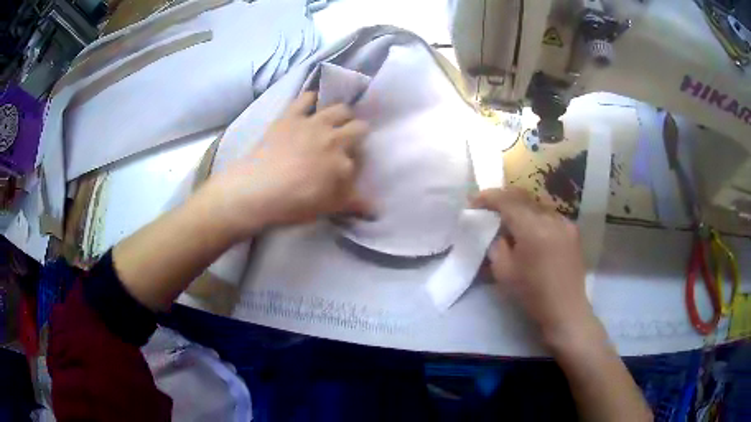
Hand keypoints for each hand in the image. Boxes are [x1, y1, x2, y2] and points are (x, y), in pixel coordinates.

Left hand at [203, 92, 370, 237]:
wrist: (257, 189)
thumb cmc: (294, 203)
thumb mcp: (328, 208)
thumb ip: (353, 204)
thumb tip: (376, 211)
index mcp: (344, 161)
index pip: (361, 157)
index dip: (356, 161)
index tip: (349, 167)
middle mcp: (334, 137)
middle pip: (358, 127)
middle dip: (358, 133)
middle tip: (348, 141)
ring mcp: (312, 123)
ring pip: (339, 109)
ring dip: (342, 114)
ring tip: (335, 121)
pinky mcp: (291, 116)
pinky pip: (306, 98)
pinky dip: (311, 98)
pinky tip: (311, 103)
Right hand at [472, 187, 595, 347]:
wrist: (566, 309)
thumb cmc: (532, 294)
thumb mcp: (504, 272)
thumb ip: (497, 245)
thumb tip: (497, 230)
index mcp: (532, 229)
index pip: (507, 201)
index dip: (488, 197)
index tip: (473, 202)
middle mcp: (551, 218)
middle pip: (523, 197)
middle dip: (503, 198)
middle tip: (488, 206)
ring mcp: (565, 222)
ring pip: (537, 204)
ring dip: (520, 206)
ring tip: (509, 218)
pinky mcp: (572, 230)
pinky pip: (549, 214)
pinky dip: (535, 216)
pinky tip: (531, 229)